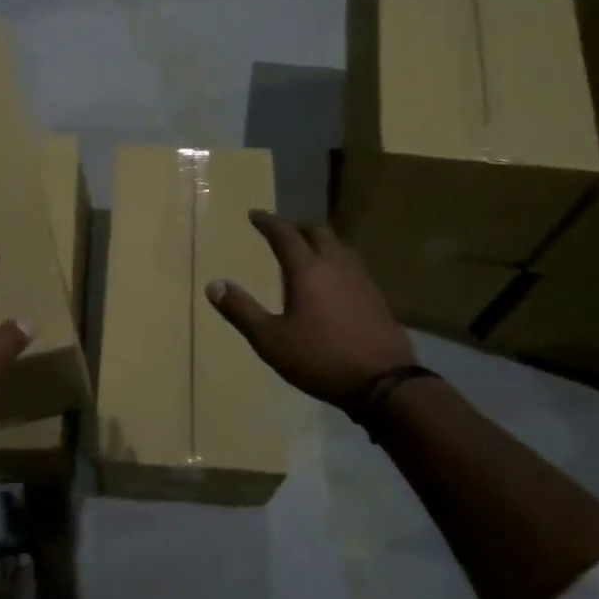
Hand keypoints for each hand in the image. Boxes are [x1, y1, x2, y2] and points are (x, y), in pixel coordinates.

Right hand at [207, 211, 415, 410]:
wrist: (384, 383)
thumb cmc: (320, 358)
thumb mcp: (271, 340)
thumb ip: (242, 311)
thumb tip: (214, 285)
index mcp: (307, 270)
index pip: (285, 234)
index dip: (268, 222)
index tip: (255, 215)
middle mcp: (336, 265)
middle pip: (318, 232)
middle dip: (298, 228)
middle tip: (283, 234)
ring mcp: (362, 280)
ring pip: (340, 248)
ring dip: (322, 244)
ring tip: (309, 255)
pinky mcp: (377, 298)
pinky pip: (354, 268)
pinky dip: (338, 264)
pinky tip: (335, 284)